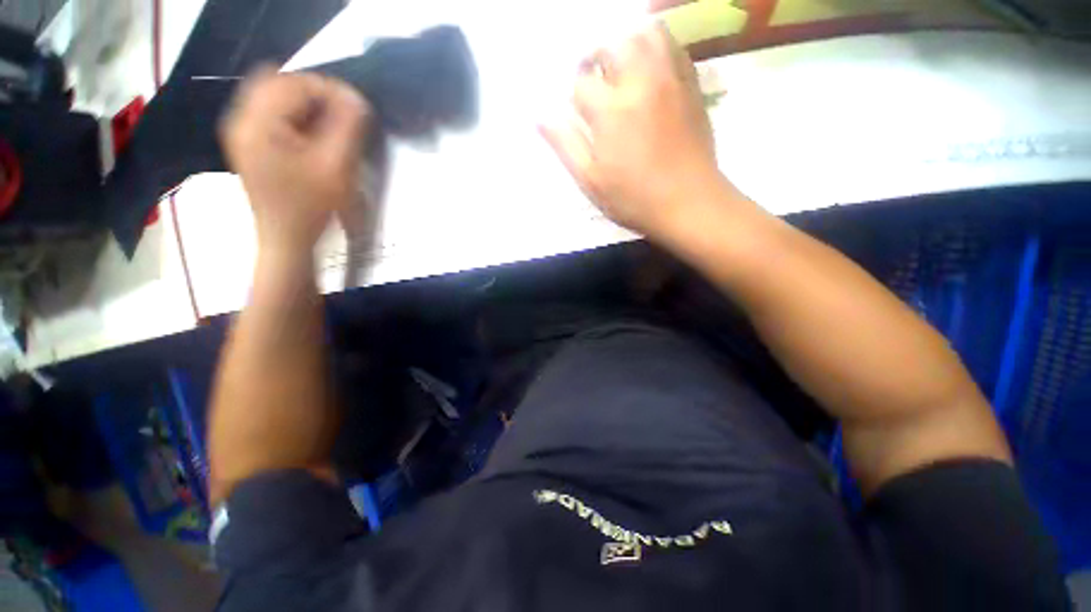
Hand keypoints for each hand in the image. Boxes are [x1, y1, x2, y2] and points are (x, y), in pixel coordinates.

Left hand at [220, 68, 370, 254]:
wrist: (283, 242)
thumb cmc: (309, 207)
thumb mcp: (338, 163)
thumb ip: (349, 118)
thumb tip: (350, 93)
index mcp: (260, 126)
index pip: (301, 83)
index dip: (329, 92)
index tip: (345, 114)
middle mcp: (241, 121)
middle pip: (281, 79)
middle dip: (310, 90)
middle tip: (326, 115)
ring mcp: (236, 128)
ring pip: (270, 86)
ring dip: (296, 96)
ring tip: (310, 120)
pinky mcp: (240, 135)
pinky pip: (260, 100)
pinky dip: (281, 104)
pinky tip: (294, 124)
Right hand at [540, 23, 724, 239]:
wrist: (696, 205)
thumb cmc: (638, 197)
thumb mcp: (590, 179)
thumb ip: (563, 142)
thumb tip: (540, 115)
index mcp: (612, 110)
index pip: (582, 79)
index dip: (577, 89)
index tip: (583, 105)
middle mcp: (641, 87)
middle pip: (615, 44)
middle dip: (599, 53)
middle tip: (598, 73)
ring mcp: (670, 84)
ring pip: (650, 37)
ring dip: (631, 42)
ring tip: (626, 62)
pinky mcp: (692, 89)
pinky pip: (677, 52)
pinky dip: (661, 49)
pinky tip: (653, 66)